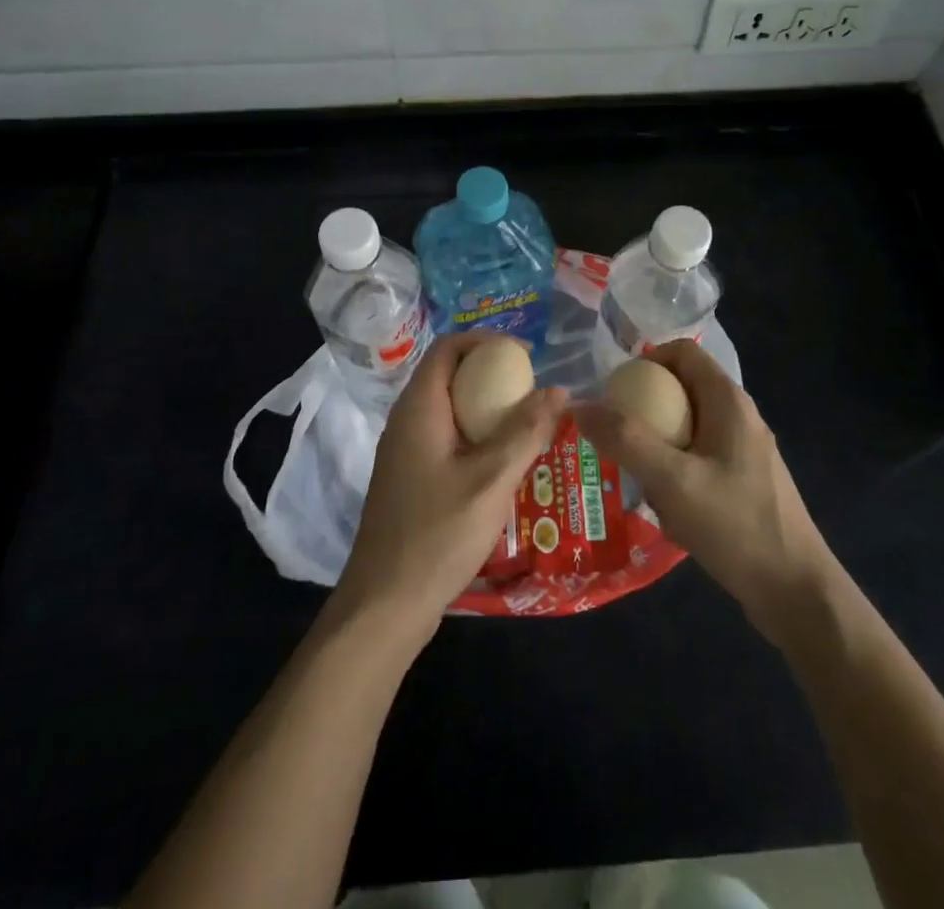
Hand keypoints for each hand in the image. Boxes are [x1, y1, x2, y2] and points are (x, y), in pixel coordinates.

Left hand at [334, 333, 563, 643]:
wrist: (385, 603)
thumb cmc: (438, 534)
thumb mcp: (492, 481)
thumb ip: (526, 432)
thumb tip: (558, 389)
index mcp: (419, 408)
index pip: (448, 347)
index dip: (487, 341)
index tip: (525, 356)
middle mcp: (406, 420)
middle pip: (449, 374)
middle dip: (491, 374)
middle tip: (532, 391)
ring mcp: (404, 450)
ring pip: (448, 408)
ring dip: (485, 407)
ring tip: (526, 423)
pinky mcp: (410, 477)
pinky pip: (445, 436)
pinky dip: (475, 434)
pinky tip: (502, 463)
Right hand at [574, 339, 836, 644]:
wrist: (795, 592)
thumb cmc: (735, 525)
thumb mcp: (672, 480)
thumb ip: (625, 440)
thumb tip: (579, 406)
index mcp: (728, 400)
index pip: (682, 351)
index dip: (645, 360)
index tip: (614, 392)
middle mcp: (739, 416)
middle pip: (681, 388)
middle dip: (644, 408)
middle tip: (614, 437)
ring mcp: (744, 450)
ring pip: (688, 426)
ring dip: (657, 444)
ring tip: (636, 477)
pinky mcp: (744, 480)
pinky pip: (698, 456)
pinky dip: (675, 470)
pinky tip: (665, 506)